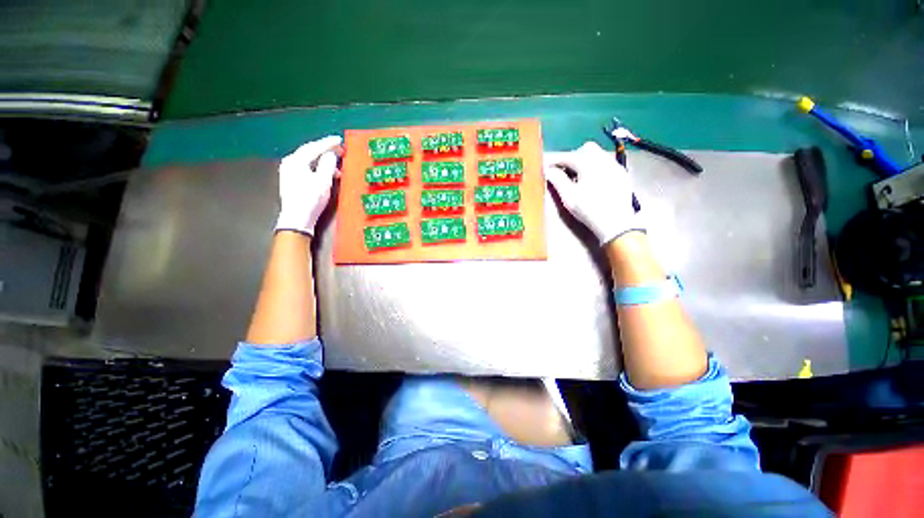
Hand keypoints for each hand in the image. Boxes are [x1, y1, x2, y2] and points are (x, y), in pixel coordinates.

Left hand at [275, 135, 342, 235]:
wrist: (297, 218)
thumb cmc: (311, 199)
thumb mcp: (323, 181)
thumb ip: (328, 164)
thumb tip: (331, 154)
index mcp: (296, 160)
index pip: (314, 147)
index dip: (328, 143)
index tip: (339, 140)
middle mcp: (290, 163)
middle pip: (309, 152)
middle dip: (325, 150)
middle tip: (339, 149)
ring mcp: (289, 172)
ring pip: (309, 161)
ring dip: (323, 161)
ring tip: (337, 165)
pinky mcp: (292, 181)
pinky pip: (307, 168)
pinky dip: (318, 168)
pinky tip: (327, 174)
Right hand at [544, 141, 643, 244]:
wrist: (615, 223)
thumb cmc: (589, 209)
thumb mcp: (569, 197)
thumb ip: (557, 180)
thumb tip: (548, 171)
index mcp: (589, 164)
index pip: (569, 156)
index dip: (556, 161)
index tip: (548, 167)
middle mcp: (604, 160)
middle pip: (586, 149)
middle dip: (574, 156)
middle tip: (565, 171)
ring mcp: (615, 166)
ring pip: (598, 155)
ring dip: (586, 161)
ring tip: (578, 177)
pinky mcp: (622, 175)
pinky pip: (607, 163)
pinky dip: (597, 167)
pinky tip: (593, 181)